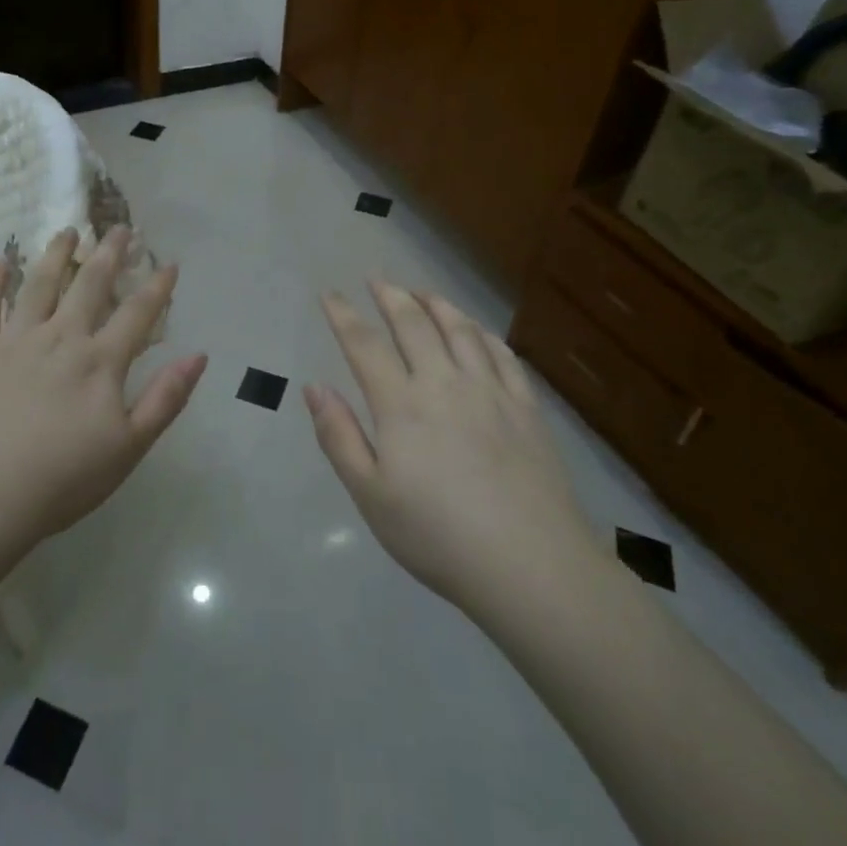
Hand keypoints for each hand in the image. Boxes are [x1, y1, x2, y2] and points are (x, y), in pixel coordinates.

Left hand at [0, 226, 207, 551]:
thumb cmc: (61, 481)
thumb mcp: (129, 448)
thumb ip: (165, 399)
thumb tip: (199, 355)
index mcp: (100, 361)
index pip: (137, 313)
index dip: (157, 286)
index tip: (169, 262)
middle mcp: (60, 337)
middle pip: (89, 285)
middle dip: (109, 253)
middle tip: (119, 227)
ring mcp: (13, 340)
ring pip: (39, 284)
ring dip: (56, 254)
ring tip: (68, 230)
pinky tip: (0, 260)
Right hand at [305, 282, 599, 616]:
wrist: (532, 566)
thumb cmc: (438, 536)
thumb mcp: (370, 496)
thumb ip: (339, 437)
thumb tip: (315, 387)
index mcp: (401, 405)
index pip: (364, 345)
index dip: (343, 315)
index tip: (330, 295)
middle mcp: (444, 383)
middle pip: (414, 324)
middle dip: (391, 296)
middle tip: (377, 279)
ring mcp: (490, 392)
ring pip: (460, 330)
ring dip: (437, 304)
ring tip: (422, 291)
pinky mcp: (526, 408)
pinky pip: (502, 354)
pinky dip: (482, 333)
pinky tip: (476, 330)